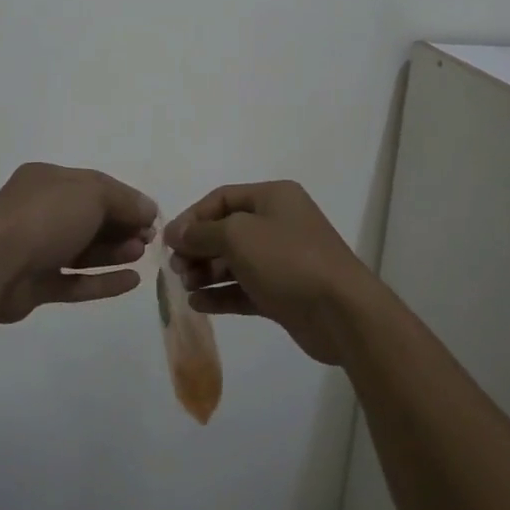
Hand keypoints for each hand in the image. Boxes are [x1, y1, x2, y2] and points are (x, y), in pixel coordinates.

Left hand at [0, 163, 158, 324]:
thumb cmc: (45, 217)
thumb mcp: (93, 194)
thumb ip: (124, 201)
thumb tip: (148, 210)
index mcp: (46, 180)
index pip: (93, 185)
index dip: (125, 200)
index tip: (151, 217)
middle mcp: (38, 210)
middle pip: (89, 218)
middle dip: (121, 227)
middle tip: (148, 239)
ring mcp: (34, 249)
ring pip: (81, 250)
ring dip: (114, 252)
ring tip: (141, 256)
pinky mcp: (33, 286)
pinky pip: (73, 281)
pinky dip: (101, 281)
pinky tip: (131, 282)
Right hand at [163, 181, 373, 364]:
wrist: (341, 311)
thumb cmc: (287, 259)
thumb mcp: (238, 236)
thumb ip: (202, 233)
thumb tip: (175, 233)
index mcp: (273, 197)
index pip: (222, 198)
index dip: (192, 217)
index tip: (168, 241)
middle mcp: (278, 223)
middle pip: (227, 230)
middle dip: (198, 247)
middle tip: (176, 267)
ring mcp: (282, 260)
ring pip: (235, 261)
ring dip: (207, 271)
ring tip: (184, 285)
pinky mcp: (283, 293)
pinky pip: (244, 288)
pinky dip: (221, 293)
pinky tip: (198, 303)